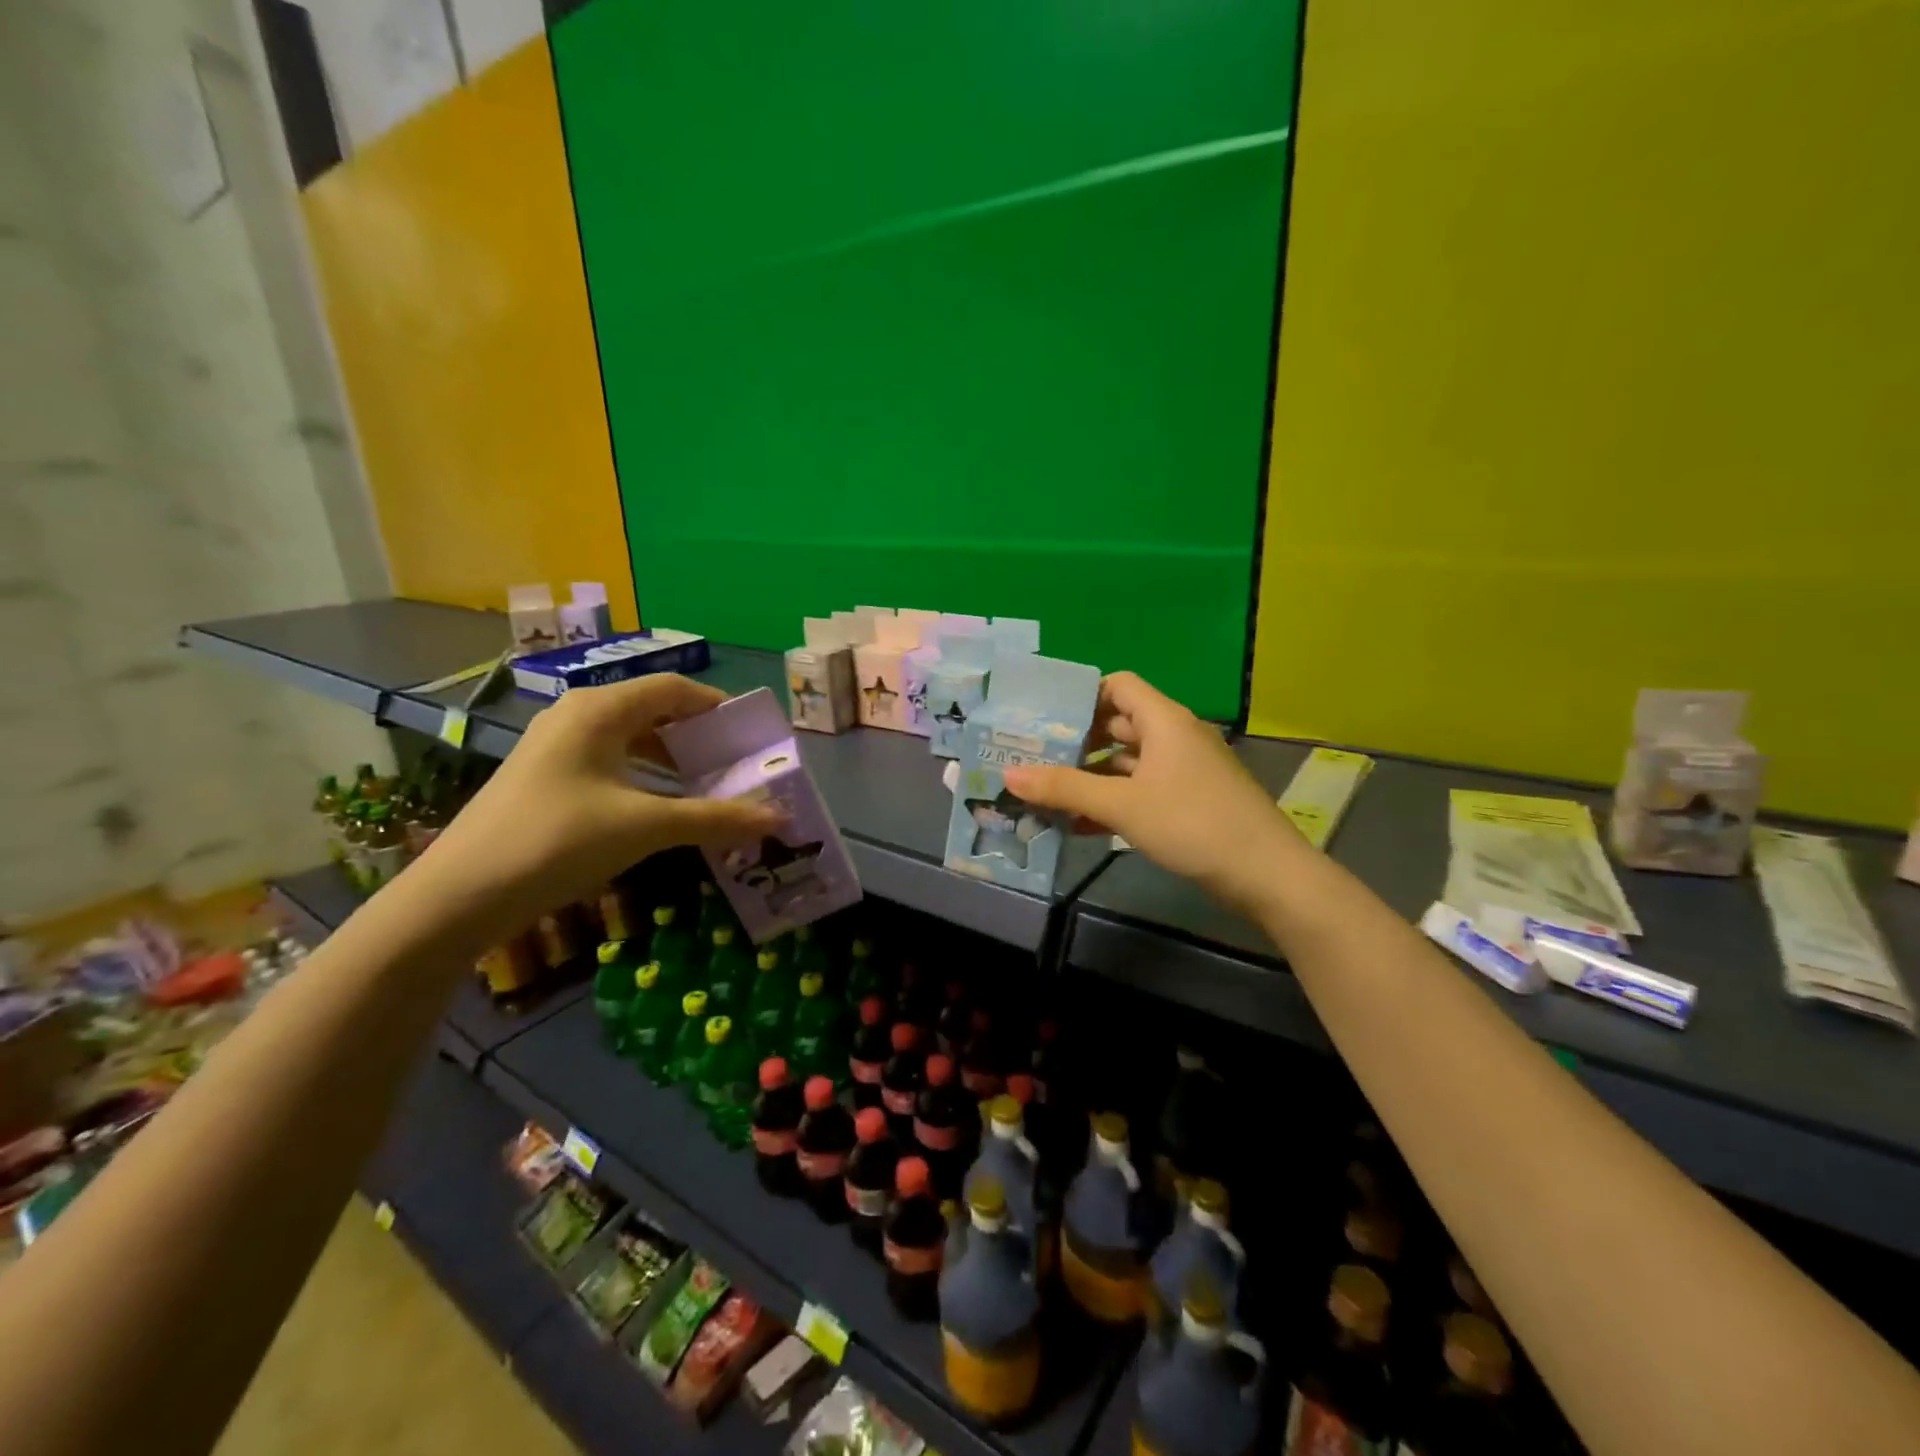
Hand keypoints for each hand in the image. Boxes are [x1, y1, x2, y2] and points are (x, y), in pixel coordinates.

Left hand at [403, 676, 783, 945]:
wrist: (458, 896)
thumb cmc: (557, 842)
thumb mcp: (645, 827)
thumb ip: (716, 819)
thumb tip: (781, 819)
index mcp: (601, 709)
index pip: (674, 688)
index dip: (718, 706)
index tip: (753, 735)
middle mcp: (578, 715)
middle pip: (654, 710)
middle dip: (700, 736)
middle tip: (739, 764)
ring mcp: (558, 746)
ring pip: (632, 738)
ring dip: (674, 759)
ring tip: (711, 787)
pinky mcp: (547, 777)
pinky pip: (611, 761)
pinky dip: (646, 776)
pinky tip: (664, 807)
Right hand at [1003, 672, 1304, 914]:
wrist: (1266, 875)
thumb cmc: (1193, 824)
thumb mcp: (1122, 806)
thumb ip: (1065, 789)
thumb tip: (1009, 774)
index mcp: (1164, 721)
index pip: (1118, 685)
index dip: (1081, 696)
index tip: (1044, 717)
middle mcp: (1175, 737)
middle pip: (1118, 724)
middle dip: (1077, 741)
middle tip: (1034, 757)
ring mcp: (1184, 770)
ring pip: (1127, 762)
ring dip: (1091, 776)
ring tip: (1048, 794)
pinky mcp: (1189, 801)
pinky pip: (1142, 789)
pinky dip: (1113, 800)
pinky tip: (1082, 825)